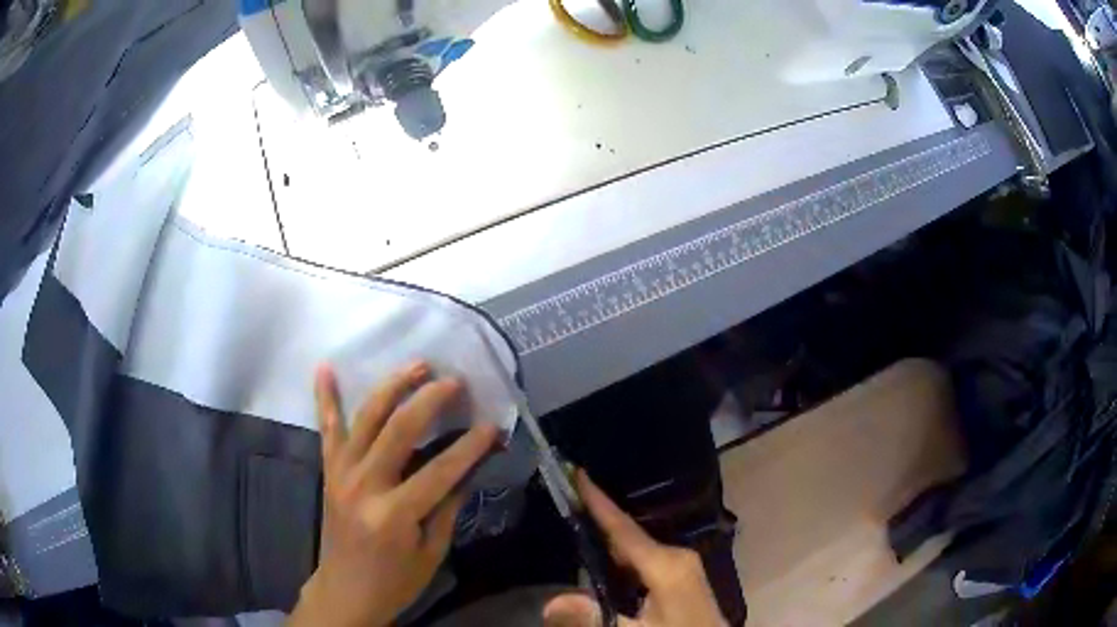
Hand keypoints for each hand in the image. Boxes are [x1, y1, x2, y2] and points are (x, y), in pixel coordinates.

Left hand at [288, 362, 498, 626]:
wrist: (345, 591)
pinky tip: (326, 368)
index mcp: (394, 514)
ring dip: (392, 386)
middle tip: (454, 381)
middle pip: (398, 430)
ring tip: (417, 364)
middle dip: (430, 400)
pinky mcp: (329, 471)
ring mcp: (342, 473)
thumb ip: (448, 507)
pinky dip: (325, 397)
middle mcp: (364, 486)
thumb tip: (469, 467)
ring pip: (366, 418)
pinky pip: (327, 428)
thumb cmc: (395, 581)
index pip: (440, 470)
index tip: (492, 425)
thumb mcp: (432, 552)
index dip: (469, 446)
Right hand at [543, 471, 727, 626]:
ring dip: (608, 536)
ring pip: (636, 546)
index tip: (578, 470)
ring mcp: (683, 565)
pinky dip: (620, 554)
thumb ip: (594, 618)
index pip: (624, 528)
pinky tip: (602, 557)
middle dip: (597, 516)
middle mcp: (677, 556)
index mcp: (667, 564)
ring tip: (575, 519)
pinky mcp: (682, 576)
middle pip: (628, 533)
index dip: (598, 500)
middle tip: (564, 496)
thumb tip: (551, 600)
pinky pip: (644, 558)